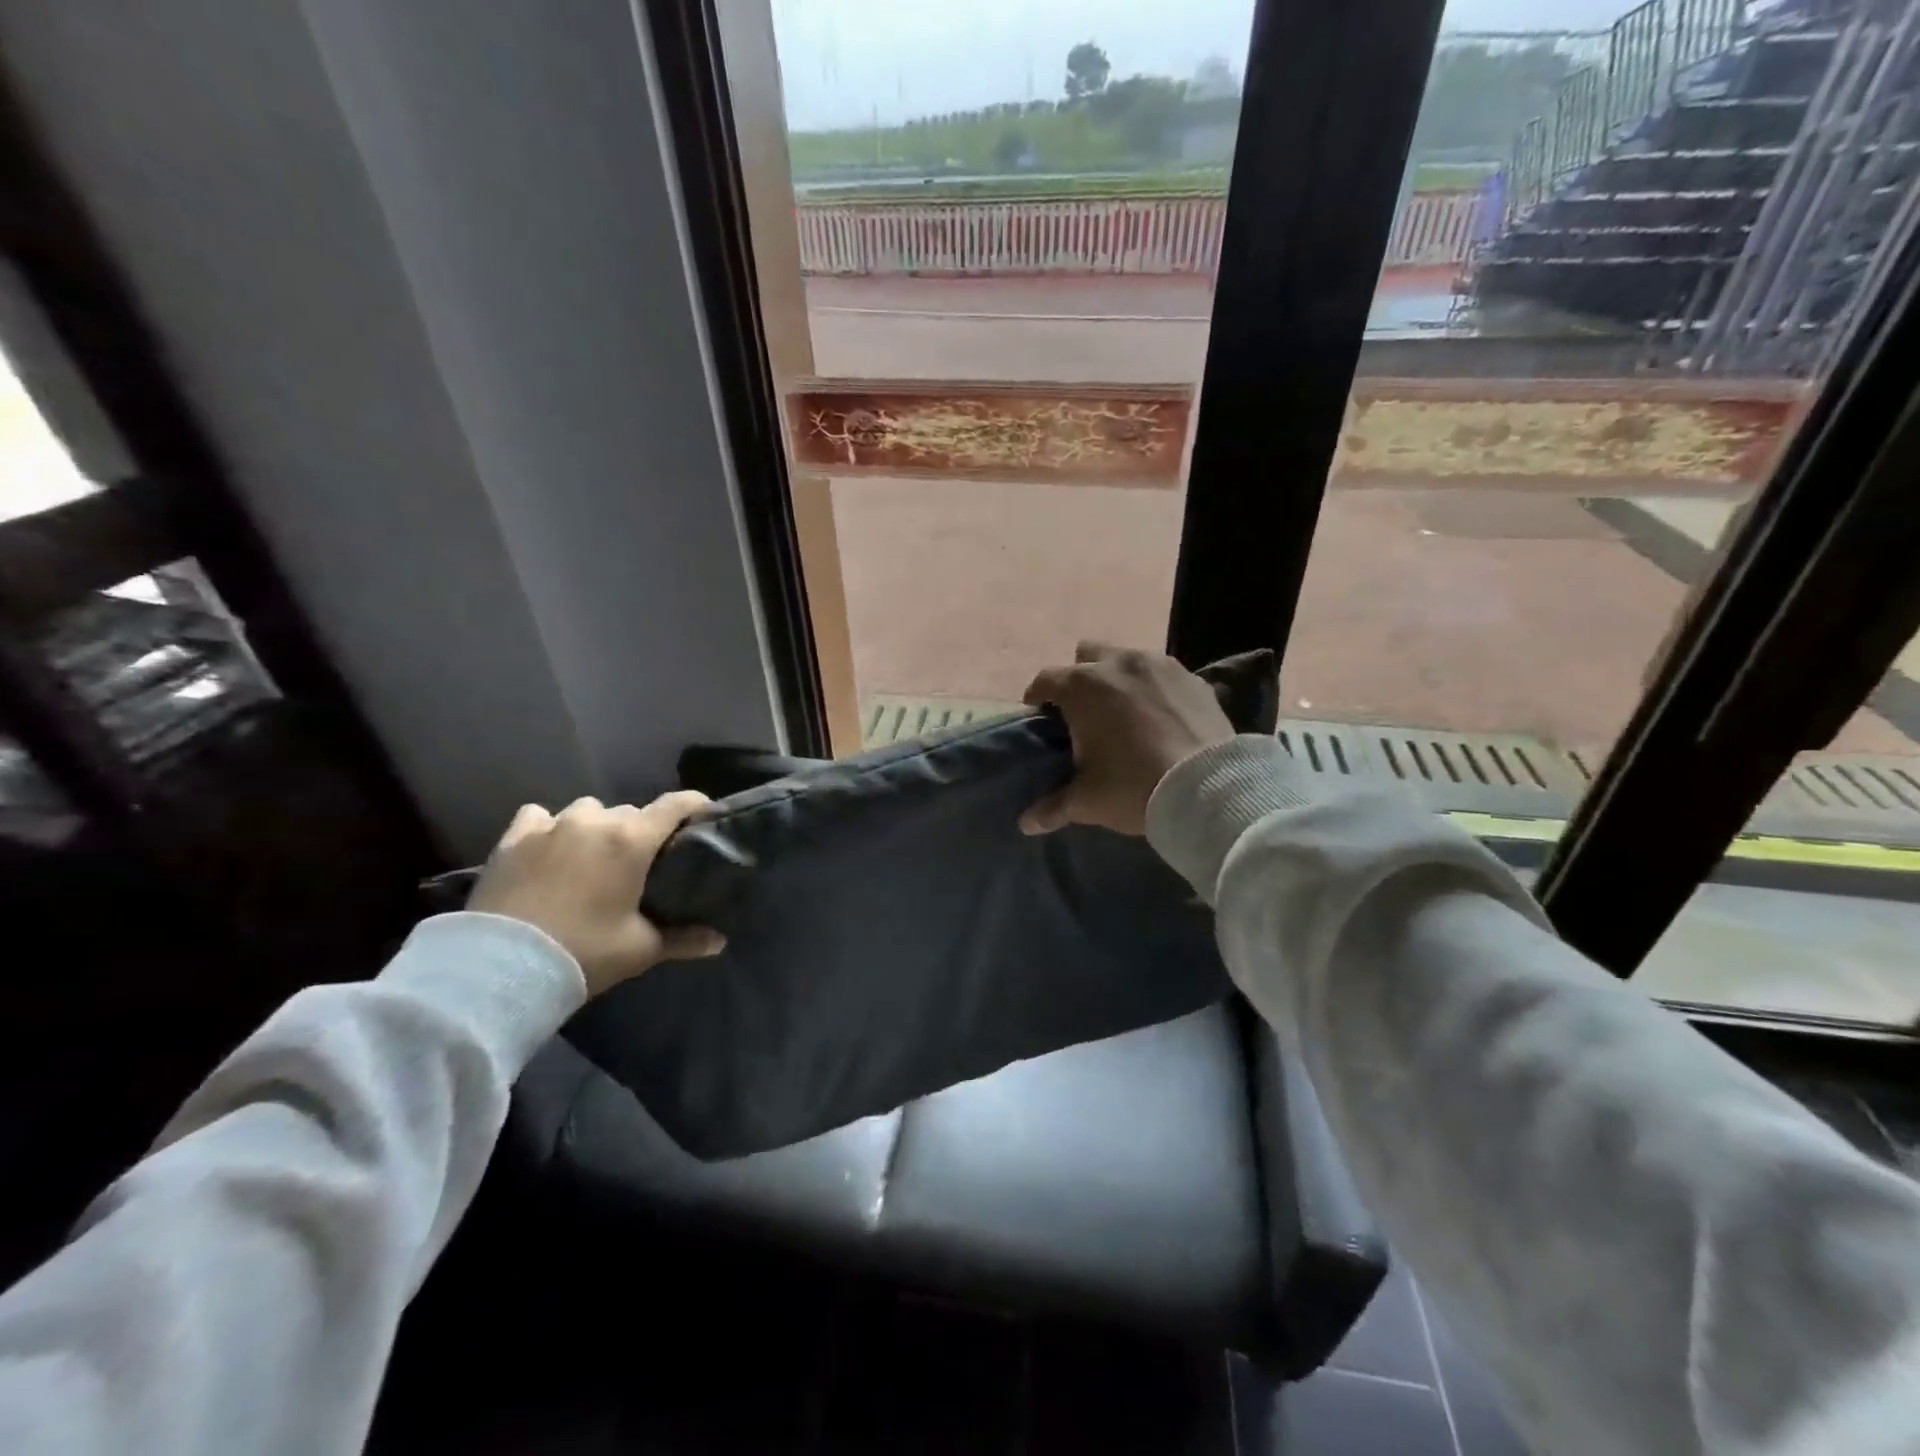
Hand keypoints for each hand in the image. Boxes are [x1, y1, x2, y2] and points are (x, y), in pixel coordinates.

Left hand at [468, 793, 724, 996]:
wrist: (499, 968)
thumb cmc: (583, 953)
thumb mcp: (641, 950)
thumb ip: (684, 940)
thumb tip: (719, 943)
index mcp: (632, 840)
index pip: (677, 804)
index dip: (697, 804)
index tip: (706, 816)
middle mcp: (594, 822)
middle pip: (631, 812)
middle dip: (641, 830)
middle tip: (641, 861)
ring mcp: (550, 826)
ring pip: (587, 810)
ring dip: (596, 826)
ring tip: (591, 855)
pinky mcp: (513, 838)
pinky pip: (539, 816)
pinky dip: (549, 826)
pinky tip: (549, 847)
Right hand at [1019, 642, 1233, 837]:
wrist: (1210, 788)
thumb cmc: (1133, 787)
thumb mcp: (1087, 802)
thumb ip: (1053, 807)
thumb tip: (1026, 823)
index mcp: (1082, 687)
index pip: (1044, 681)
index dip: (1038, 700)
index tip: (1042, 721)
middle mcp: (1118, 663)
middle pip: (1086, 655)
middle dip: (1080, 678)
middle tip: (1085, 714)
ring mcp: (1159, 665)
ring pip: (1127, 659)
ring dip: (1119, 679)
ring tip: (1126, 714)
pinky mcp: (1193, 677)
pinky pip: (1163, 674)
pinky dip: (1155, 689)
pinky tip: (1162, 718)